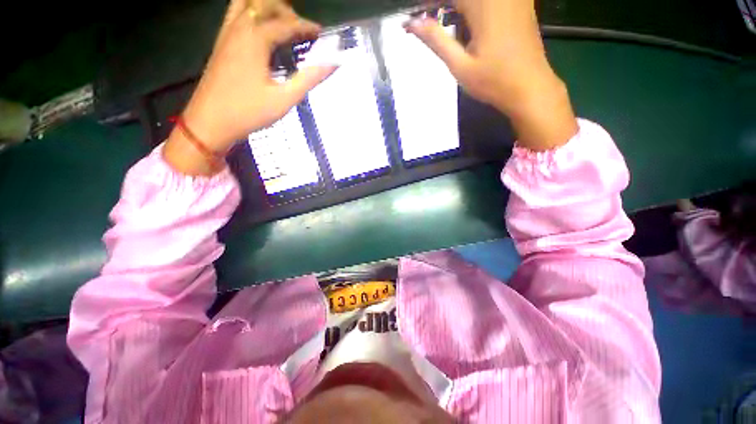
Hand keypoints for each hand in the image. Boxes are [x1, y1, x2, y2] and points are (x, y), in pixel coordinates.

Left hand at [165, 0, 336, 174]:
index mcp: (256, 38)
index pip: (287, 23)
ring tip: (283, 23)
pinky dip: (252, 13)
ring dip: (267, 8)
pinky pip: (236, 14)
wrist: (210, 121)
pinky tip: (261, 30)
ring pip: (247, 3)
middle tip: (303, 30)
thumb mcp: (284, 99)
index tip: (321, 33)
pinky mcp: (221, 42)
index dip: (307, 26)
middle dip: (287, 11)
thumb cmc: (249, 112)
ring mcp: (227, 32)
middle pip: (265, 3)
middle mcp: (240, 27)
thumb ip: (309, 79)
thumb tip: (332, 64)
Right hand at [406, 0, 577, 150]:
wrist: (531, 88)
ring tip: (448, 26)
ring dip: (457, 8)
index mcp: (484, 5)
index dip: (430, 4)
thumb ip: (436, 40)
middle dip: (442, 6)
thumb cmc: (493, 82)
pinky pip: (491, 1)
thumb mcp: (460, 66)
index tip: (416, 17)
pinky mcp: (522, 3)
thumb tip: (412, 24)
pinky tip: (468, 23)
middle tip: (429, 23)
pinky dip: (474, 9)